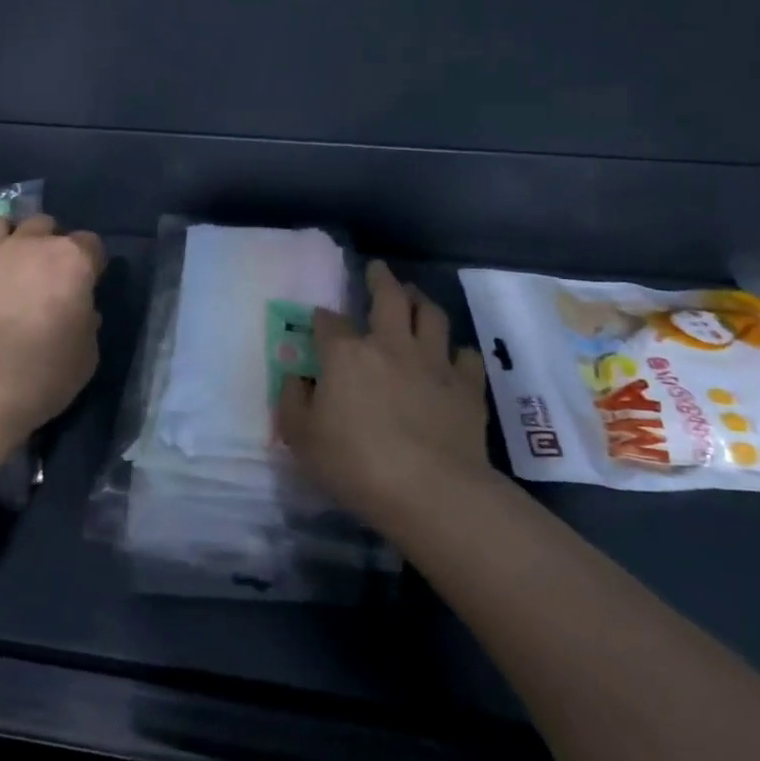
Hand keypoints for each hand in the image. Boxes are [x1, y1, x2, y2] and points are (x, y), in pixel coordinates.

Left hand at [0, 213, 105, 451]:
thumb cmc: (43, 374)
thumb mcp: (86, 356)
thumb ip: (85, 324)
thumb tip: (79, 313)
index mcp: (71, 260)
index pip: (90, 243)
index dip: (90, 263)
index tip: (87, 286)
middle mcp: (27, 246)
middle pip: (42, 224)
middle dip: (47, 242)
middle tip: (45, 275)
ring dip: (4, 240)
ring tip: (4, 268)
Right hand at [275, 259, 493, 529]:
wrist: (430, 491)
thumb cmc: (355, 464)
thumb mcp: (301, 438)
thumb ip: (292, 402)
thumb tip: (295, 379)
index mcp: (346, 354)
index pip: (330, 322)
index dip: (323, 318)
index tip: (320, 320)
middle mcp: (390, 345)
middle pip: (389, 297)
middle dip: (380, 279)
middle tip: (378, 269)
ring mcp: (433, 362)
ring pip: (431, 316)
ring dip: (421, 301)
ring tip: (415, 296)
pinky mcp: (467, 386)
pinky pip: (466, 356)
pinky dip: (457, 352)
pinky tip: (453, 357)